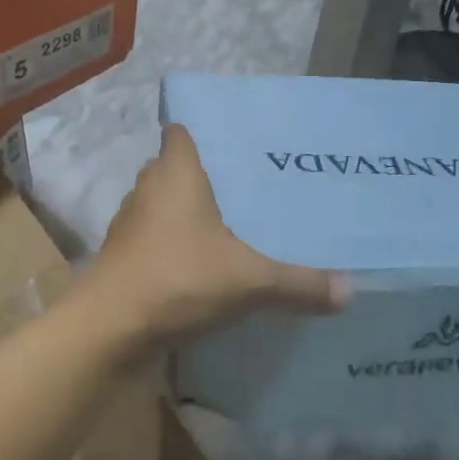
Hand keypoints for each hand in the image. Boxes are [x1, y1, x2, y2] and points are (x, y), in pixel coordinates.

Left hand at [83, 126, 348, 352]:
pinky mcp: (122, 256)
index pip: (181, 131)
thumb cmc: (177, 280)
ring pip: (161, 204)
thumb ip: (299, 284)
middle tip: (245, 186)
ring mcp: (129, 224)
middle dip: (204, 175)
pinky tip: (200, 264)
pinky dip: (173, 244)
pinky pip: (153, 237)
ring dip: (186, 211)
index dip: (202, 130)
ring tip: (228, 223)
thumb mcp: (249, 281)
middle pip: (173, 167)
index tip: (234, 142)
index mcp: (175, 173)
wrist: (107, 329)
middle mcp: (148, 189)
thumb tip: (351, 291)